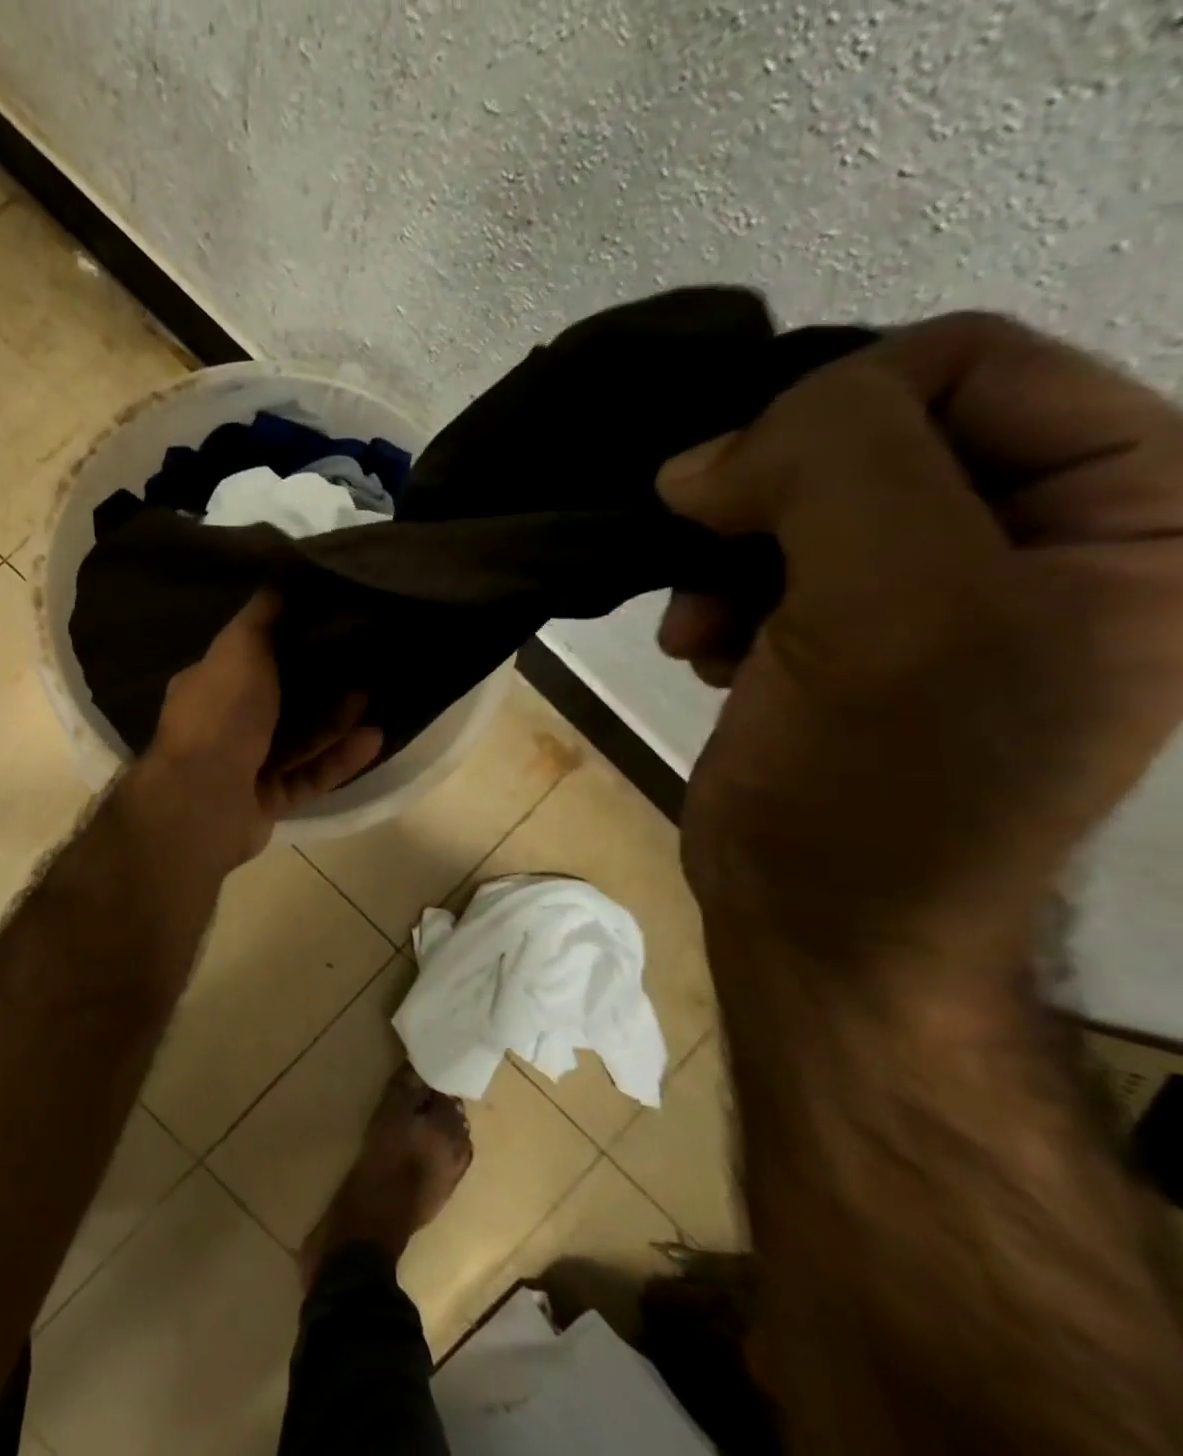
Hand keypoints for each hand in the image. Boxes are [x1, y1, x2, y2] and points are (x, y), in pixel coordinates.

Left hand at [128, 592, 383, 868]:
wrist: (204, 801)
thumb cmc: (220, 715)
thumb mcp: (238, 648)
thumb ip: (259, 617)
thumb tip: (278, 578)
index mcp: (208, 689)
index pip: (247, 660)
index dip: (284, 646)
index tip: (325, 628)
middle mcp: (223, 727)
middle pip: (278, 703)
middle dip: (318, 686)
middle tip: (359, 664)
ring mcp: (244, 768)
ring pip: (297, 742)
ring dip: (333, 722)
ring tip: (371, 699)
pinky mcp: (267, 803)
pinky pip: (308, 777)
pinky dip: (337, 759)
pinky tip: (373, 739)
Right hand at [657, 313, 1182, 969]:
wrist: (817, 920)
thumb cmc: (877, 783)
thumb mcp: (889, 605)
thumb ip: (833, 469)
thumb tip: (707, 454)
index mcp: (1137, 510)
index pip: (969, 365)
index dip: (828, 413)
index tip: (725, 500)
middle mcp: (1047, 538)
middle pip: (876, 434)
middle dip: (768, 502)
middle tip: (710, 572)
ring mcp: (940, 593)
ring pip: (805, 503)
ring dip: (731, 559)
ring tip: (700, 628)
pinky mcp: (850, 638)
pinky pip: (773, 566)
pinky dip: (722, 600)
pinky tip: (706, 652)